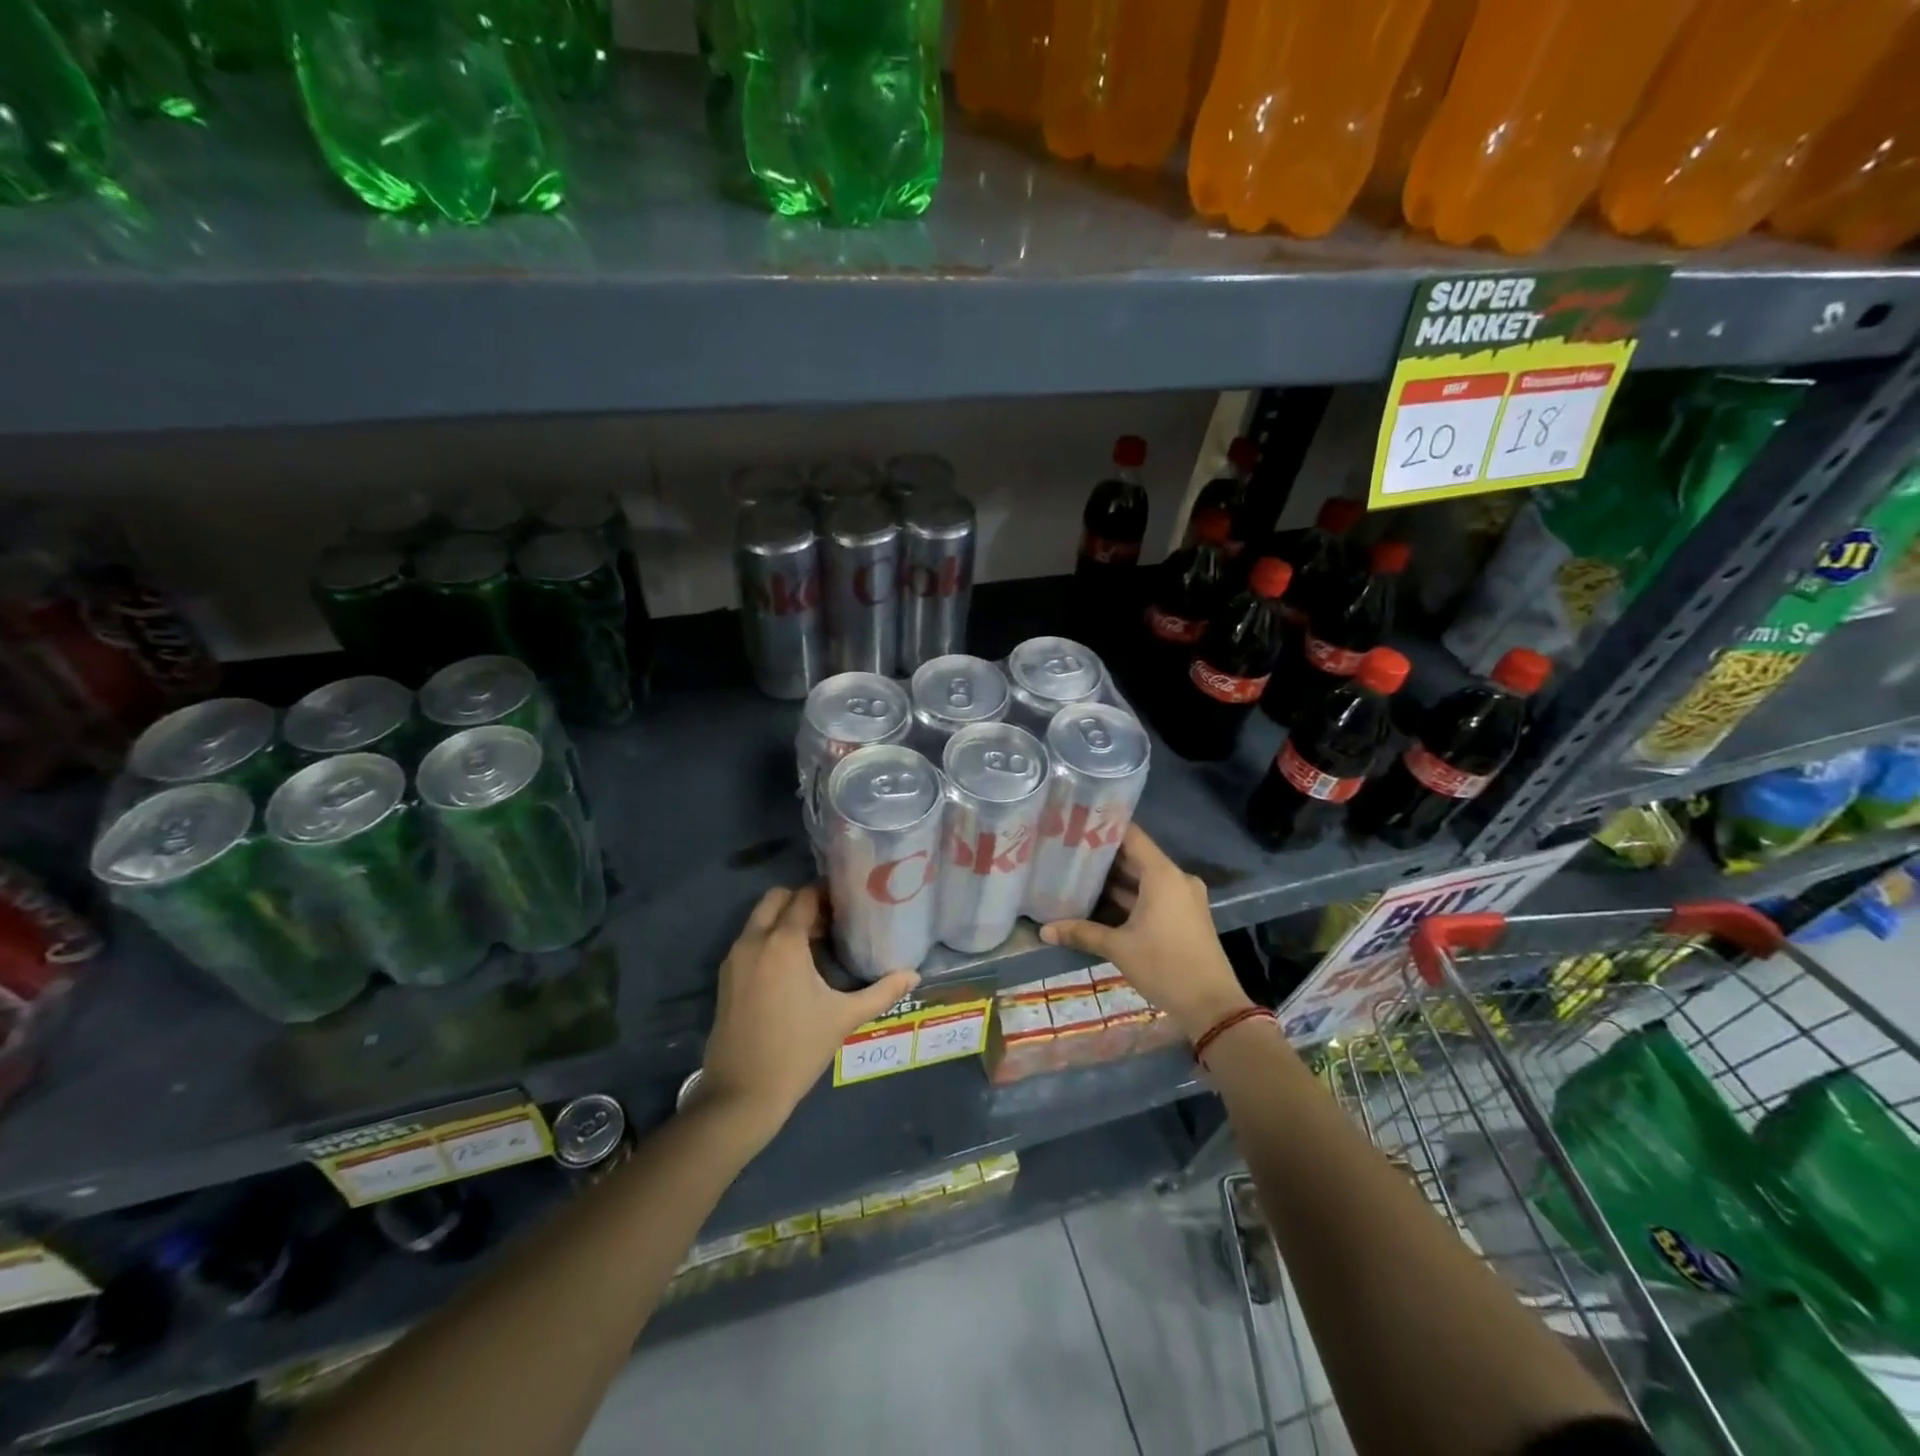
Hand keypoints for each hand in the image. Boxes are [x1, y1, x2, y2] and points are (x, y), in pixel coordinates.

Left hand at [699, 885, 919, 1143]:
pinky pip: (749, 941)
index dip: (827, 895)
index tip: (848, 906)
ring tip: (814, 944)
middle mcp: (754, 941)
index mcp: (784, 942)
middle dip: (801, 901)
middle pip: (776, 898)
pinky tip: (791, 967)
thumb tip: (914, 976)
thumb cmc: (798, 1050)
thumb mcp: (844, 1018)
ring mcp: (735, 958)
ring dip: (783, 920)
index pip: (805, 897)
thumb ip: (882, 992)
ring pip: (759, 919)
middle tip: (829, 922)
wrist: (742, 1093)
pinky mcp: (725, 977)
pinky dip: (768, 939)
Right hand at [1039, 825, 1251, 1040]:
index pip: (1131, 836)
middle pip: (1135, 857)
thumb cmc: (1165, 966)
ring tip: (1077, 874)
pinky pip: (1153, 895)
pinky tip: (1100, 902)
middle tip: (1067, 850)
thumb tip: (1044, 930)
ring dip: (1115, 880)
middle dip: (1103, 857)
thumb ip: (1082, 933)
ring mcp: (1183, 897)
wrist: (1212, 1006)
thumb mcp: (1119, 948)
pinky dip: (1129, 896)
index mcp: (1162, 875)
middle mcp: (1175, 878)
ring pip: (1143, 879)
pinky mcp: (1184, 915)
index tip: (1076, 823)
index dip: (1104, 828)